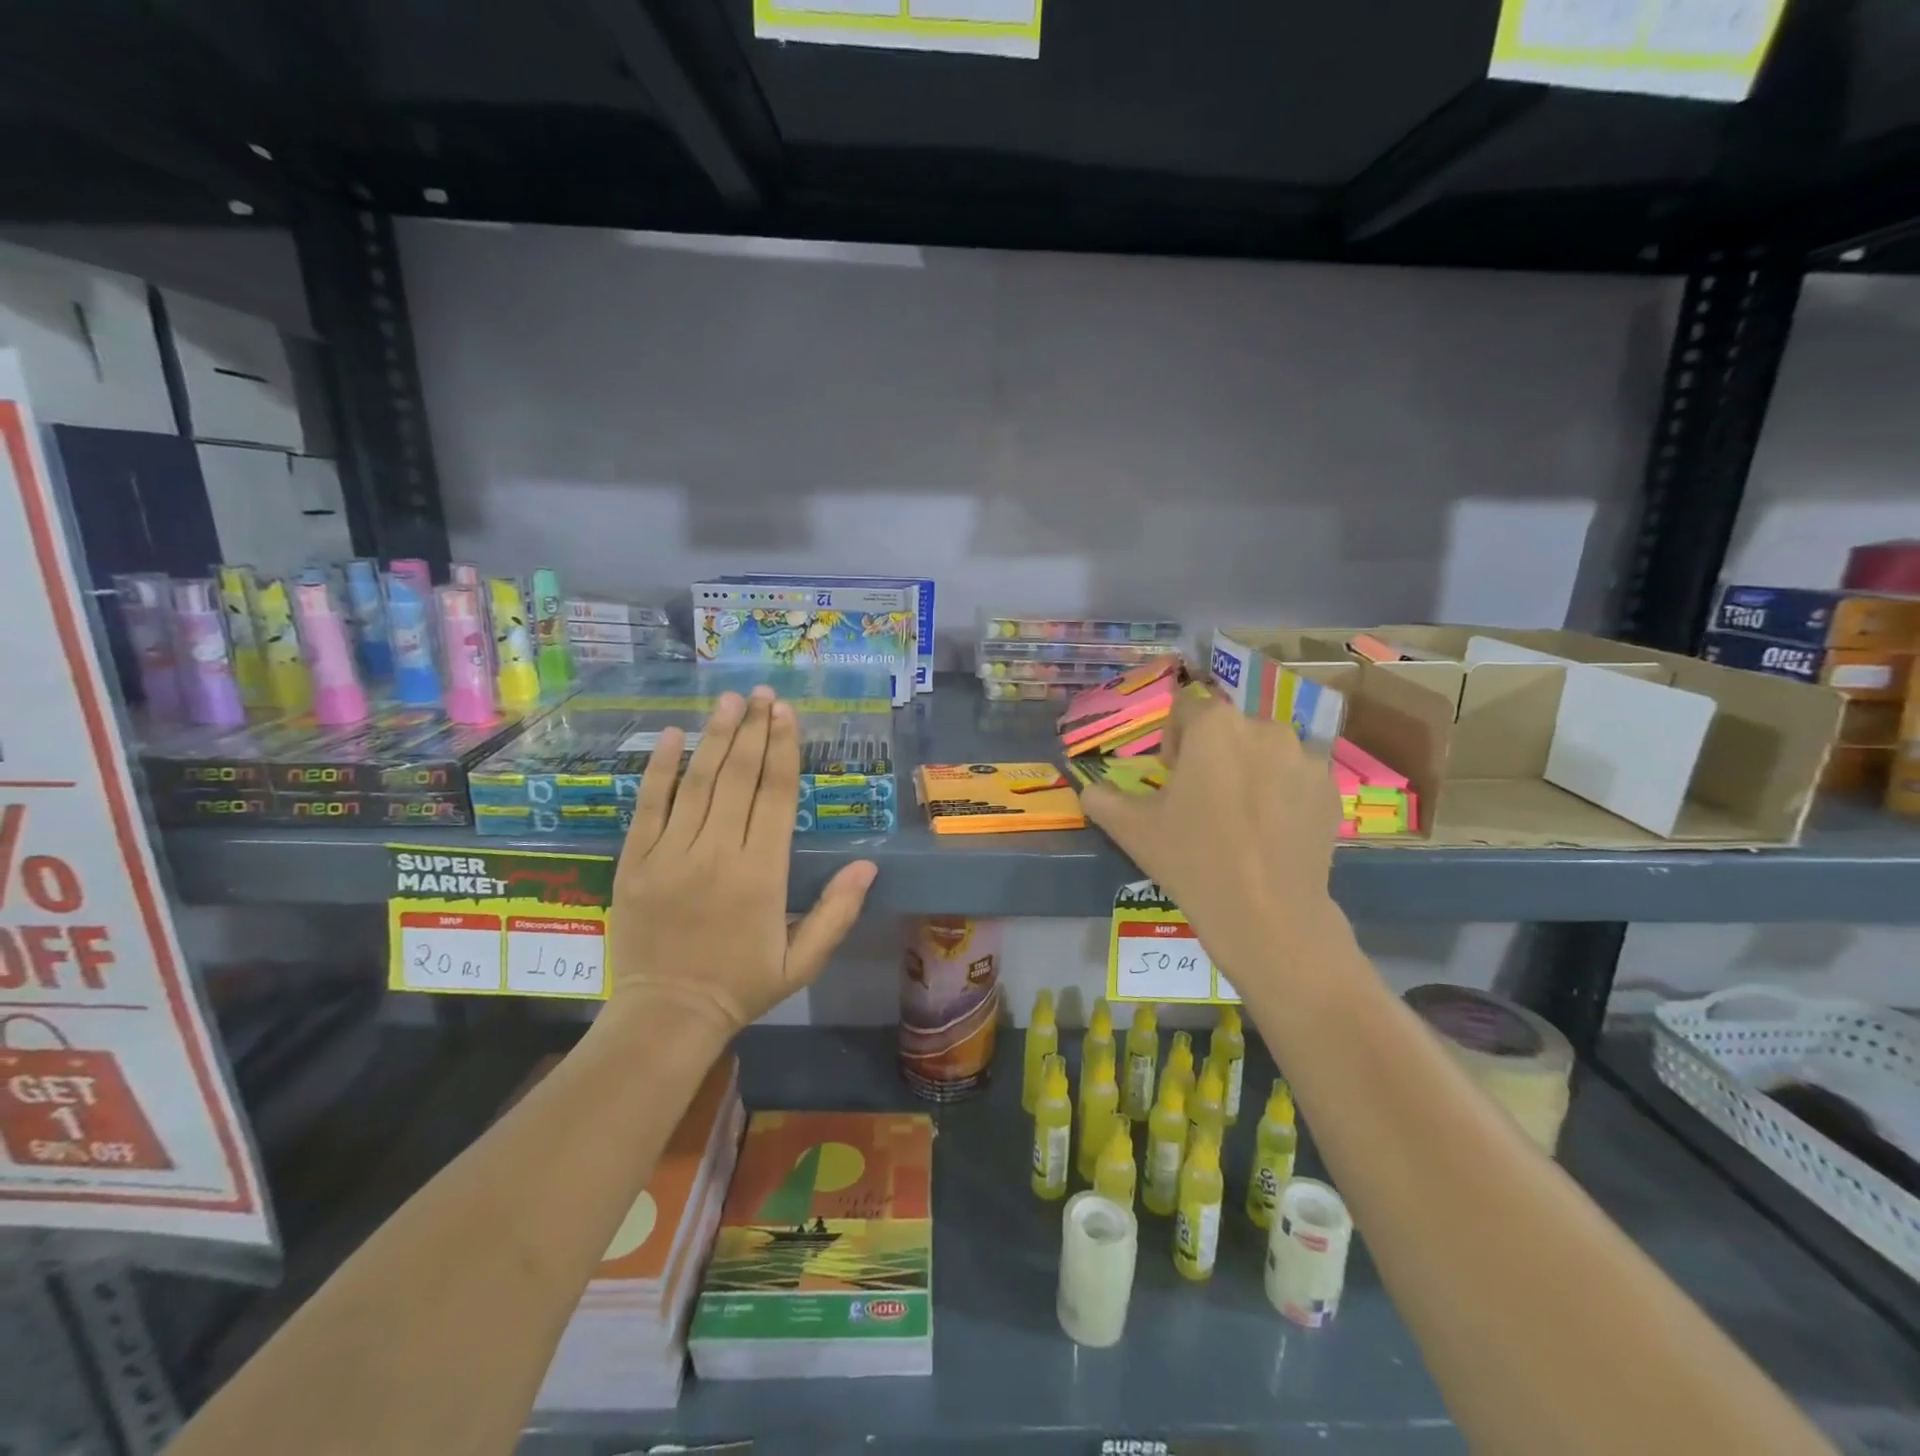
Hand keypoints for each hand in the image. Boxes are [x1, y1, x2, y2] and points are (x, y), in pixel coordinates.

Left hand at [606, 687, 876, 1035]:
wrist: (667, 1015)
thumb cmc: (742, 985)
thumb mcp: (802, 961)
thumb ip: (837, 912)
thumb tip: (868, 865)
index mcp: (761, 874)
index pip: (775, 796)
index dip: (783, 750)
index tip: (786, 714)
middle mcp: (717, 853)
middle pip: (738, 777)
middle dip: (752, 730)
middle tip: (762, 693)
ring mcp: (670, 854)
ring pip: (697, 782)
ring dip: (716, 736)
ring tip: (729, 700)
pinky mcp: (635, 861)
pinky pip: (648, 805)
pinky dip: (660, 768)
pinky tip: (674, 735)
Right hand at [1079, 687, 1345, 991]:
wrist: (1268, 915)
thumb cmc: (1193, 860)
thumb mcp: (1132, 829)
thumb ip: (1101, 798)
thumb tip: (1090, 789)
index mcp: (1215, 726)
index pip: (1185, 709)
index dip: (1172, 741)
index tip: (1171, 780)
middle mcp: (1265, 727)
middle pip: (1228, 728)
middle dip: (1212, 755)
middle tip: (1201, 802)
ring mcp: (1305, 758)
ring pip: (1264, 751)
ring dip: (1248, 770)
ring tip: (1239, 819)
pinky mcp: (1330, 789)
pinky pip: (1295, 777)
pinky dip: (1281, 793)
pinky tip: (1269, 833)